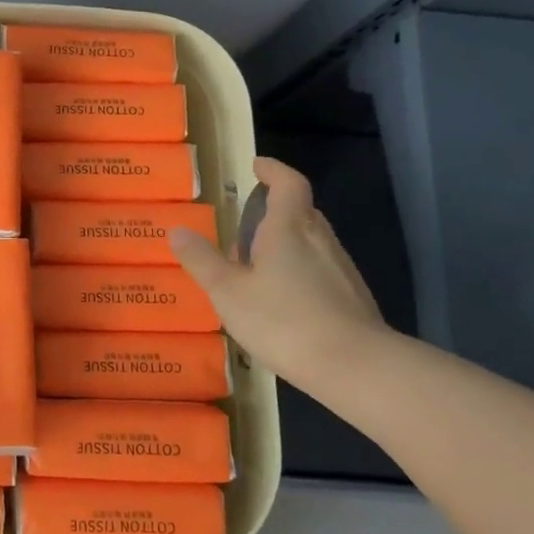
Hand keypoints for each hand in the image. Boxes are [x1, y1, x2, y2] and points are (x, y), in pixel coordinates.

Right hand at [171, 157, 387, 387]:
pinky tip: (282, 301)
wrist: (356, 367)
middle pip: (300, 211)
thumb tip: (178, 230)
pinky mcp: (352, 298)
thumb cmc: (284, 320)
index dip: (273, 170)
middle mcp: (320, 239)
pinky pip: (320, 269)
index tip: (257, 166)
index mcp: (289, 228)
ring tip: (256, 267)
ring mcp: (341, 269)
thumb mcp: (228, 292)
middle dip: (274, 210)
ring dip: (285, 243)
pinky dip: (299, 271)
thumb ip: (202, 260)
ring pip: (311, 242)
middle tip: (245, 224)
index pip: (288, 183)